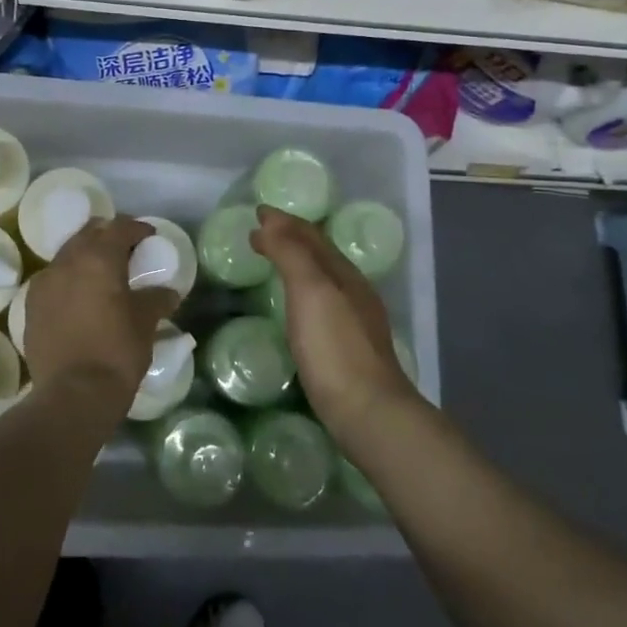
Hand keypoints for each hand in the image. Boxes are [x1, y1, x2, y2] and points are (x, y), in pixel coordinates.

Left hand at [23, 216, 176, 409]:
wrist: (73, 395)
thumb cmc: (116, 352)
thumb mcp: (145, 323)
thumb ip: (156, 299)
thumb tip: (168, 293)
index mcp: (98, 258)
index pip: (120, 227)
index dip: (137, 229)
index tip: (149, 237)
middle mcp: (67, 261)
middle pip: (89, 233)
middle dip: (108, 236)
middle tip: (126, 251)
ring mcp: (44, 282)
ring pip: (67, 254)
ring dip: (85, 256)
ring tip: (102, 275)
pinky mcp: (31, 306)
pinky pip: (52, 279)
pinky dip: (68, 279)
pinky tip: (80, 297)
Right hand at [251, 206, 417, 449]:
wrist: (369, 414)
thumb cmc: (335, 347)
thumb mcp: (311, 291)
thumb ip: (292, 254)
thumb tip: (271, 221)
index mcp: (345, 273)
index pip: (312, 235)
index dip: (284, 221)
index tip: (257, 212)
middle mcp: (354, 291)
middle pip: (320, 254)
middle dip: (291, 238)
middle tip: (260, 232)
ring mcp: (355, 321)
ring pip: (323, 278)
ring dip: (297, 263)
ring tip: (273, 261)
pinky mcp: (348, 349)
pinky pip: (321, 303)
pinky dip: (302, 291)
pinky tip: (295, 308)